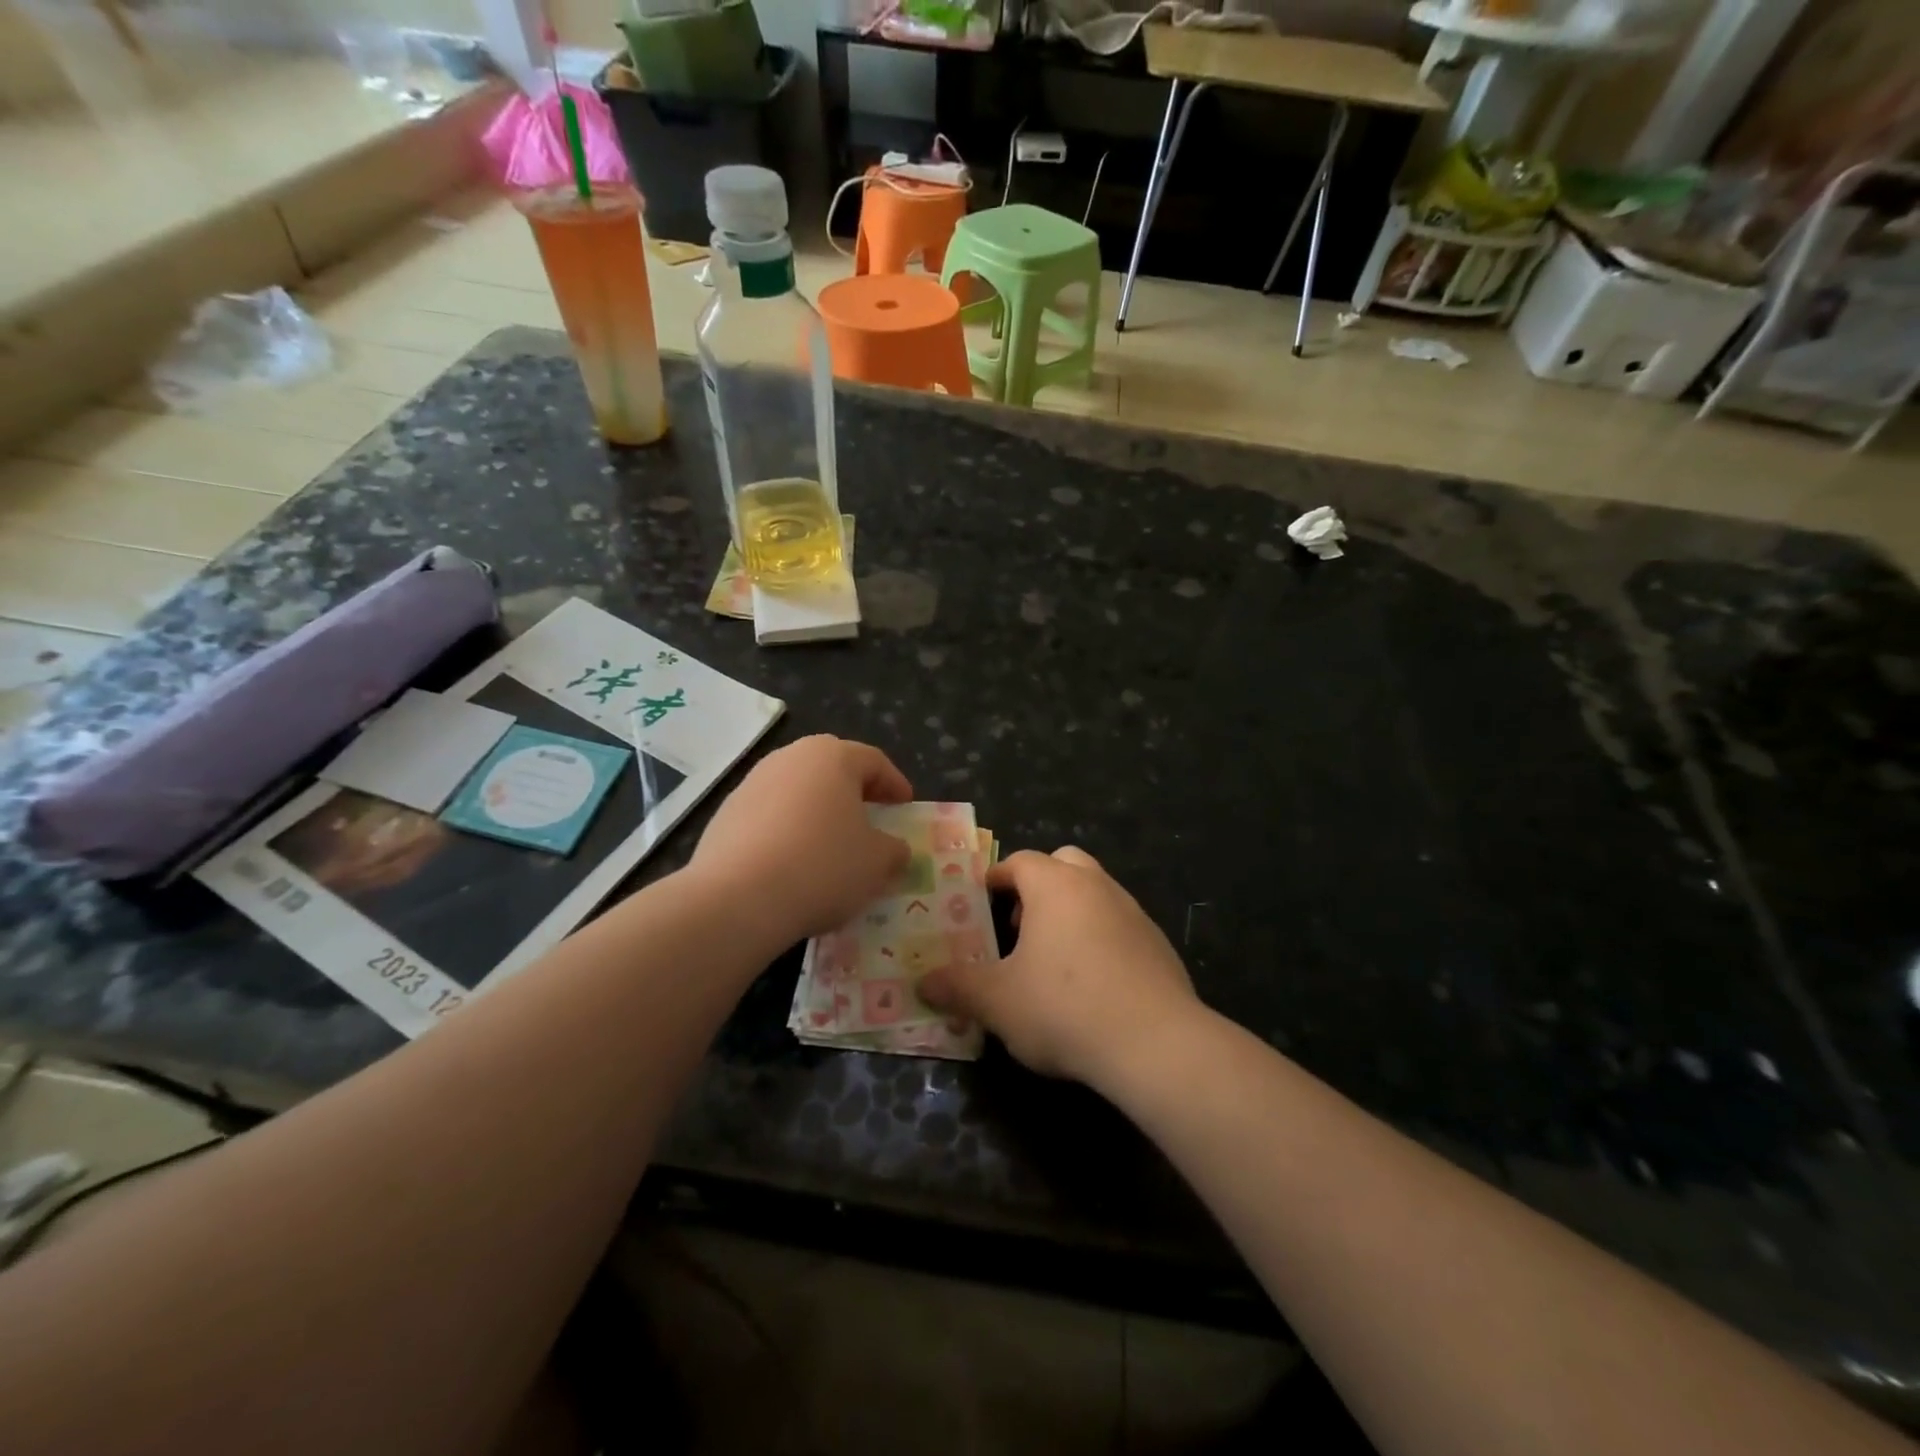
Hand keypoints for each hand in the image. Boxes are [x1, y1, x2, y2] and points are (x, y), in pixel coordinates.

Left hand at [689, 735, 912, 943]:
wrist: (737, 898)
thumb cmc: (822, 867)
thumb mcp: (876, 863)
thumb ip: (893, 850)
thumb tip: (894, 848)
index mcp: (832, 757)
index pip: (873, 761)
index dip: (894, 783)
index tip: (905, 805)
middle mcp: (790, 758)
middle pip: (831, 767)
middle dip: (853, 790)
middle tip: (871, 814)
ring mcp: (752, 783)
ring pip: (797, 789)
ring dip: (817, 809)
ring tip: (830, 842)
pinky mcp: (726, 814)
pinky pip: (769, 814)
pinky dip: (787, 829)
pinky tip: (793, 861)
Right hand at [919, 846, 1199, 1085]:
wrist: (1155, 1043)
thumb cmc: (1064, 1008)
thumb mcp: (997, 1002)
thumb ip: (958, 987)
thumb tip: (923, 983)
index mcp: (1055, 886)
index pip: (1020, 861)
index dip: (997, 877)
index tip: (980, 899)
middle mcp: (1096, 886)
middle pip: (1064, 863)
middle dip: (1038, 885)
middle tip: (1019, 923)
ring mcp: (1133, 912)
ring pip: (1095, 892)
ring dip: (1071, 911)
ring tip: (1052, 958)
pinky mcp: (1158, 944)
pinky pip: (1120, 924)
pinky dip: (1101, 938)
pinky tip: (1093, 983)